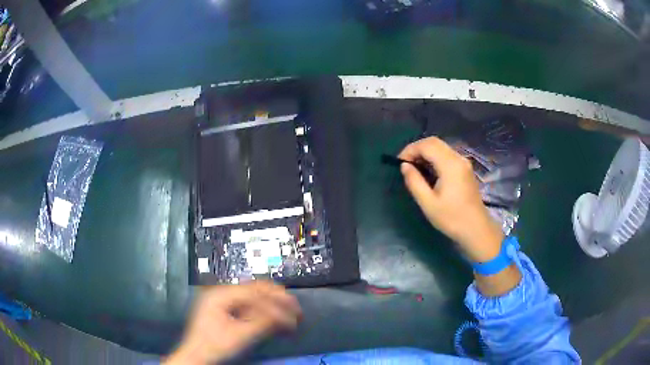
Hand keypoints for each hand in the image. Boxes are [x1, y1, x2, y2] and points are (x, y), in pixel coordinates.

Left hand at [165, 281, 301, 364]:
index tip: (294, 309)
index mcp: (220, 295)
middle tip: (295, 309)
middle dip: (277, 300)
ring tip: (289, 315)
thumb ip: (262, 323)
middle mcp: (221, 293)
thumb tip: (285, 315)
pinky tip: (275, 321)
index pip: (254, 292)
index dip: (277, 300)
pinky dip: (263, 313)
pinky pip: (249, 307)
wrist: (197, 356)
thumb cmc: (213, 346)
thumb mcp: (240, 336)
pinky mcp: (226, 311)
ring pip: (254, 298)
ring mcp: (223, 301)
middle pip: (254, 291)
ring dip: (272, 307)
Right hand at [398, 137, 503, 262]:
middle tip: (405, 163)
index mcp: (450, 165)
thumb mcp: (428, 203)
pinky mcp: (465, 169)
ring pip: (441, 147)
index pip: (427, 145)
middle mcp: (458, 158)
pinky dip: (434, 157)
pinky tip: (428, 171)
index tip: (399, 162)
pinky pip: (447, 155)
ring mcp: (463, 163)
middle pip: (434, 142)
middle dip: (417, 148)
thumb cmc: (451, 218)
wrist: (476, 229)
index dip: (410, 149)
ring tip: (414, 167)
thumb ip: (414, 182)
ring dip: (425, 152)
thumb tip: (404, 166)